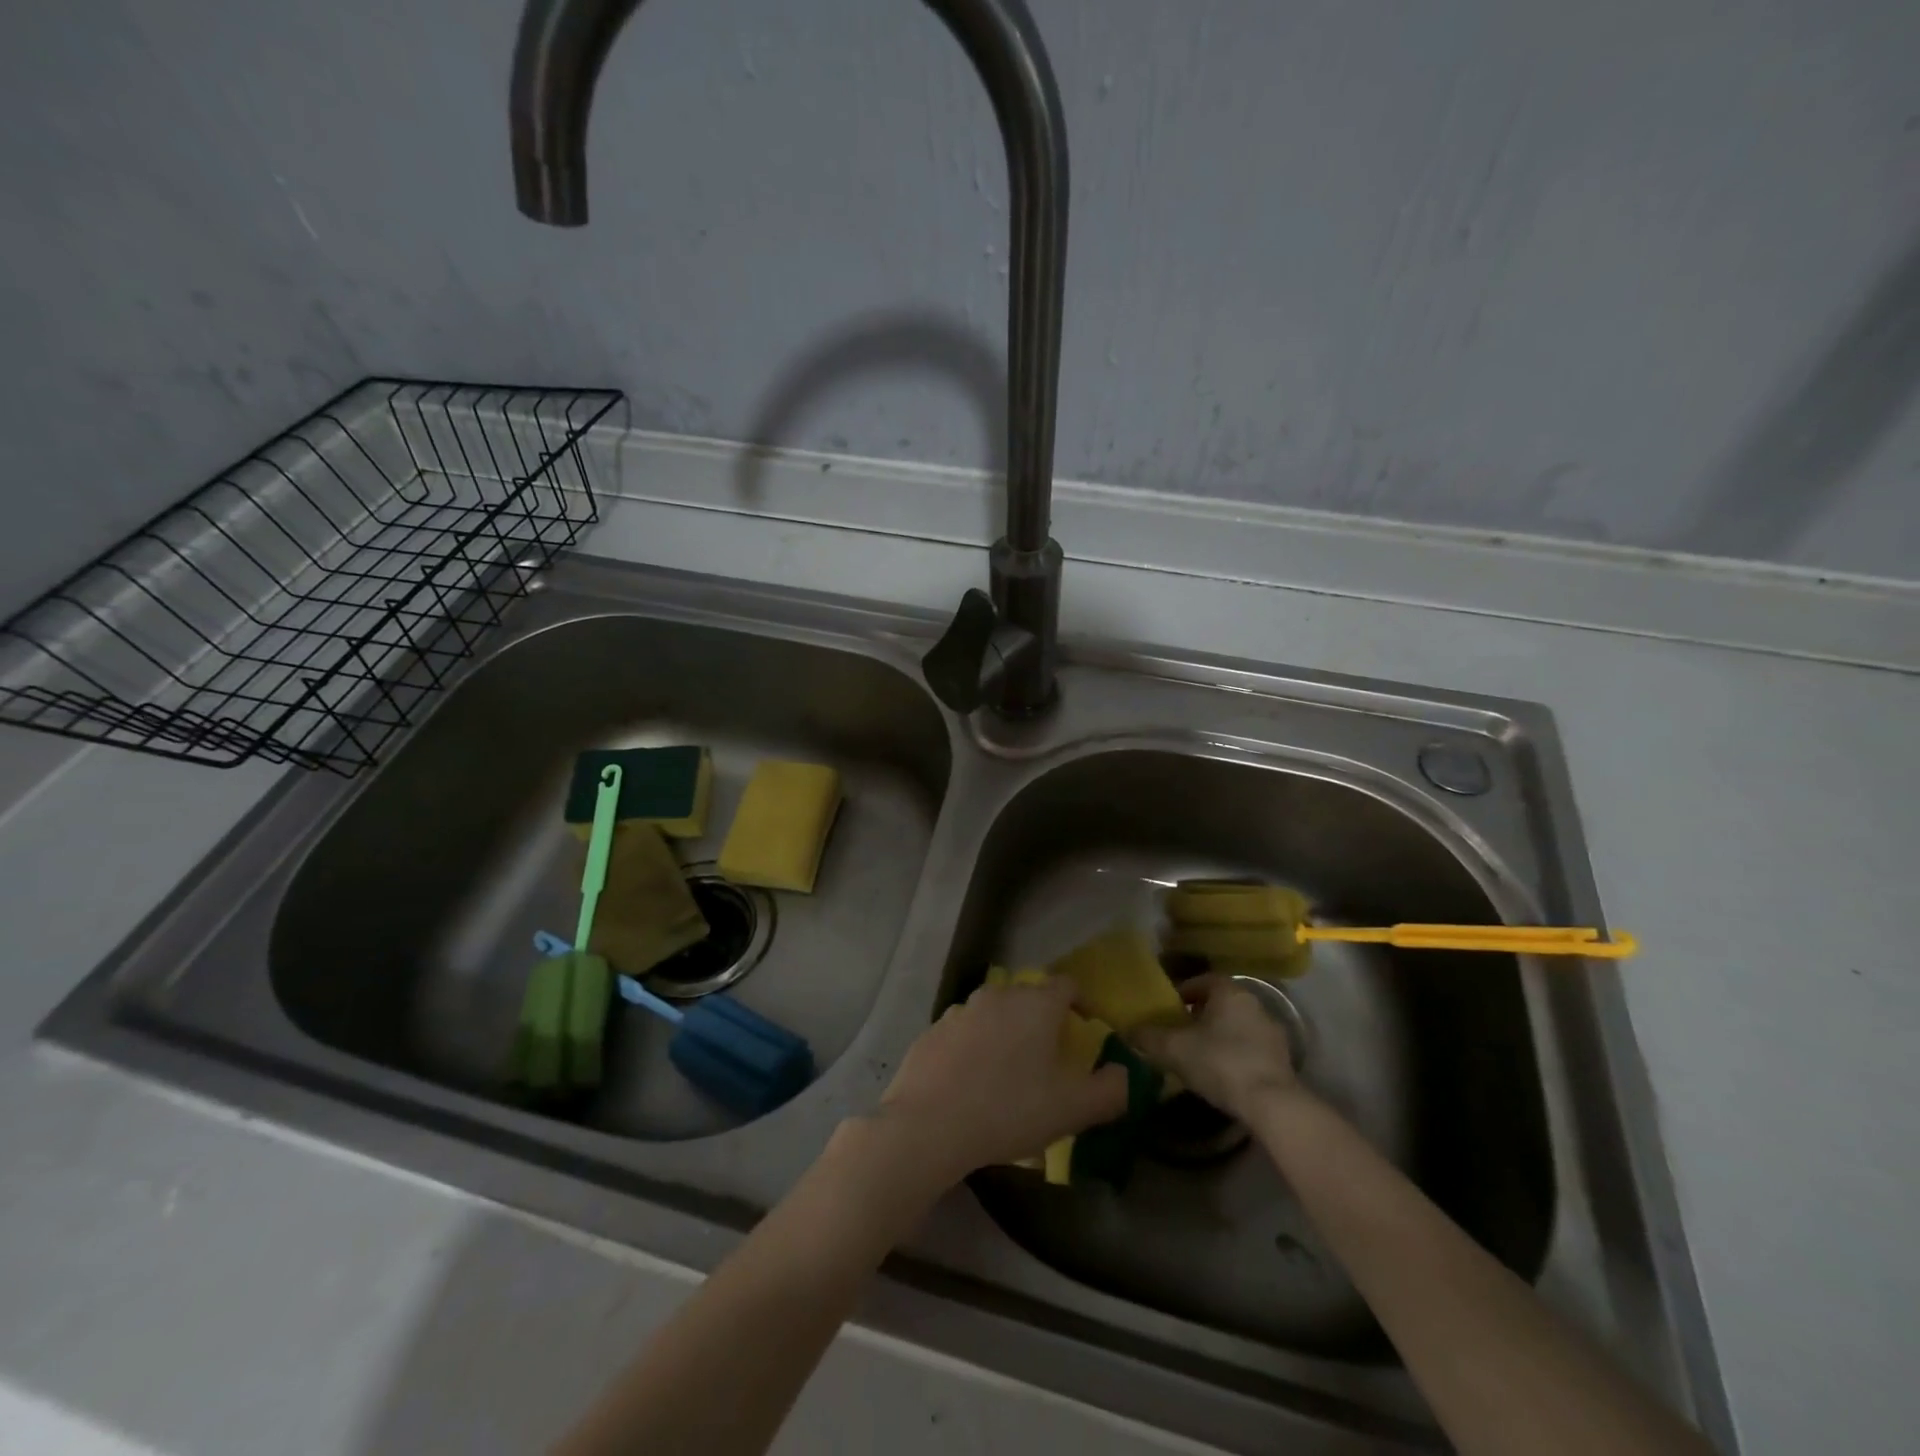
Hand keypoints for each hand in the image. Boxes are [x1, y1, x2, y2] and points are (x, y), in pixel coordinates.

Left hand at [876, 977, 1129, 1185]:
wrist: (928, 1123)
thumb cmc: (1009, 1110)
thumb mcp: (1072, 1109)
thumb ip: (1110, 1090)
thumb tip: (1126, 1074)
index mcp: (1036, 1005)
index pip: (1067, 985)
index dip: (1082, 1003)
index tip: (1088, 1028)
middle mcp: (998, 995)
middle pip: (1029, 996)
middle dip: (1044, 1019)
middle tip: (1051, 1055)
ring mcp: (961, 1010)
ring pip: (995, 1012)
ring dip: (1007, 1032)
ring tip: (1011, 1071)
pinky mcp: (933, 1030)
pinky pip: (965, 1031)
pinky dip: (975, 1046)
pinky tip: (972, 1081)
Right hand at [1131, 975, 1300, 1118]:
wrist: (1271, 1104)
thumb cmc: (1219, 1062)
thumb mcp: (1173, 1049)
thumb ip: (1148, 1037)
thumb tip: (1127, 1031)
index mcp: (1229, 992)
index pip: (1203, 980)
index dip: (1184, 992)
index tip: (1170, 1009)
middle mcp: (1254, 1003)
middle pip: (1222, 1003)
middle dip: (1201, 1015)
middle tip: (1181, 1032)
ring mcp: (1273, 1031)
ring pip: (1238, 1026)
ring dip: (1221, 1035)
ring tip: (1200, 1056)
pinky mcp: (1284, 1059)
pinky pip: (1252, 1048)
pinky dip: (1237, 1054)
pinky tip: (1223, 1074)